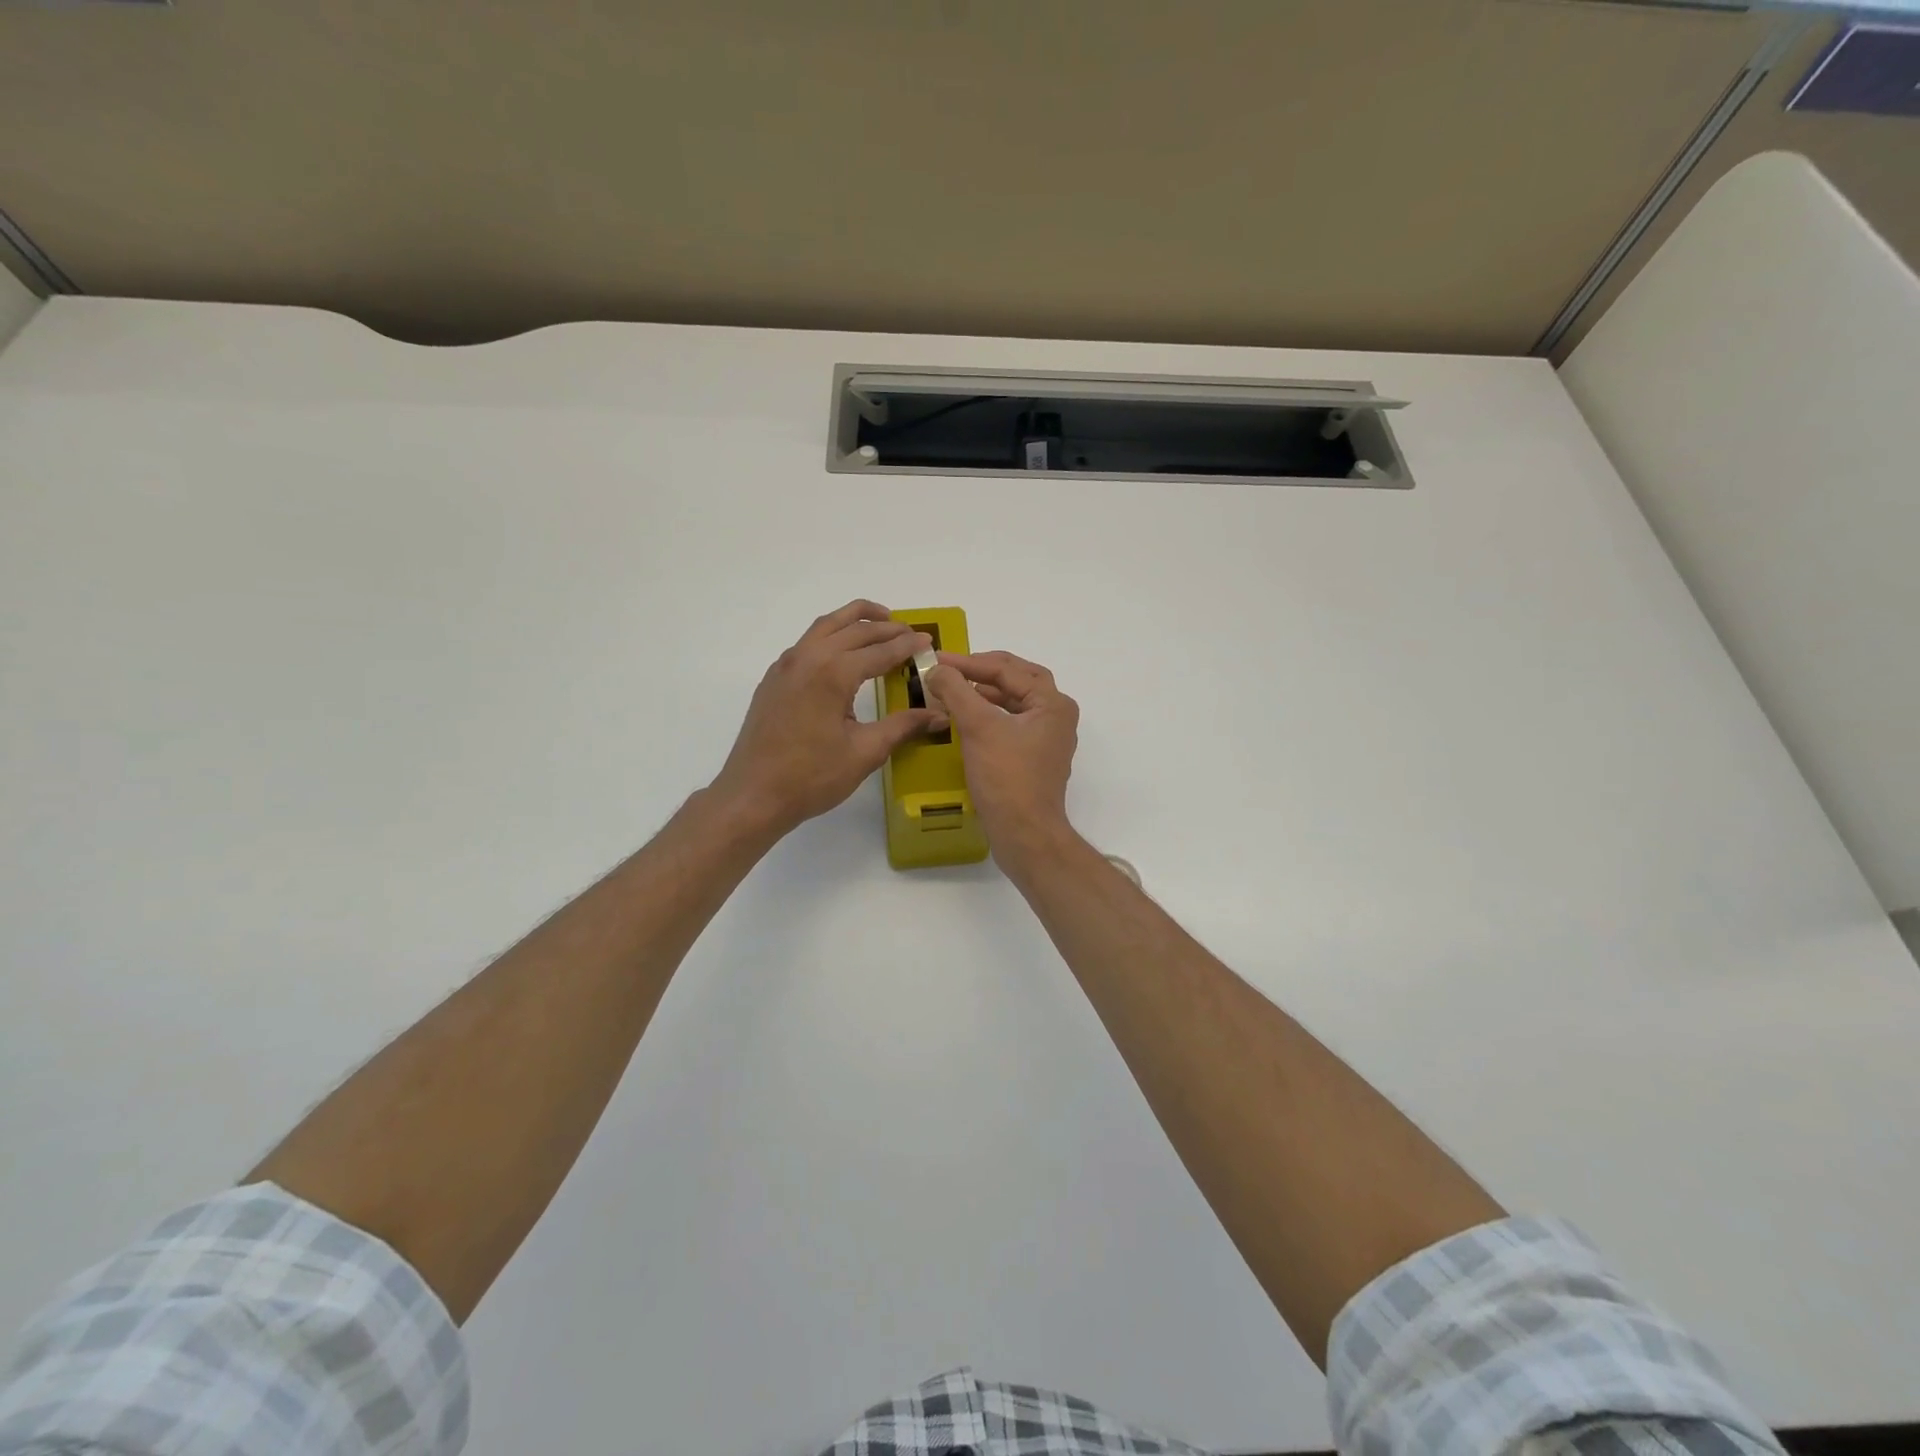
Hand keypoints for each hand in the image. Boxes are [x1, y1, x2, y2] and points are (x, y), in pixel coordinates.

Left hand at [711, 600, 945, 836]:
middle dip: (887, 628)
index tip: (929, 642)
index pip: (880, 650)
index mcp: (833, 673)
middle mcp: (809, 658)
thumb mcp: (865, 752)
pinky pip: (808, 642)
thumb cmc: (811, 777)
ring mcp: (786, 665)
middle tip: (911, 634)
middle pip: (854, 630)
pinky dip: (832, 634)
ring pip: (826, 626)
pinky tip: (843, 652)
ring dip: (856, 620)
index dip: (908, 646)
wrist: (753, 795)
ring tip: (881, 622)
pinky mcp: (774, 678)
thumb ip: (903, 726)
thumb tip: (939, 715)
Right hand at [924, 650, 1079, 864]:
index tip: (936, 661)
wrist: (1025, 834)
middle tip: (950, 669)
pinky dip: (988, 716)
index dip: (968, 663)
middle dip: (982, 672)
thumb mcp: (979, 728)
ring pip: (1013, 703)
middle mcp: (1056, 717)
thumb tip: (936, 669)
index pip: (1007, 670)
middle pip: (1017, 681)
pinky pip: (1010, 725)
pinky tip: (965, 720)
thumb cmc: (1006, 778)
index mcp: (1052, 703)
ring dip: (984, 694)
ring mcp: (1046, 740)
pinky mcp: (1034, 760)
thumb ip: (956, 691)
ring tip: (953, 691)